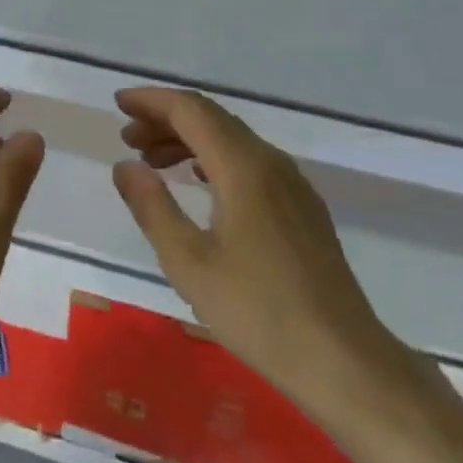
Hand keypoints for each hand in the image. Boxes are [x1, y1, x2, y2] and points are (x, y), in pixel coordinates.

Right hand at [113, 88, 401, 417]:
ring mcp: (292, 184)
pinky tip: (198, 181)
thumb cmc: (258, 312)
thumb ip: (152, 207)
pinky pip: (250, 162)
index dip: (152, 101)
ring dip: (188, 140)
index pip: (192, 111)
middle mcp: (271, 163)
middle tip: (127, 136)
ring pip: (233, 140)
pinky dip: (214, 158)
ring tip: (151, 160)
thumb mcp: (189, 262)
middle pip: (213, 119)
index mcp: (244, 168)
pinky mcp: (302, 208)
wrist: (343, 360)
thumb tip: (124, 165)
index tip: (118, 103)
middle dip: (166, 119)